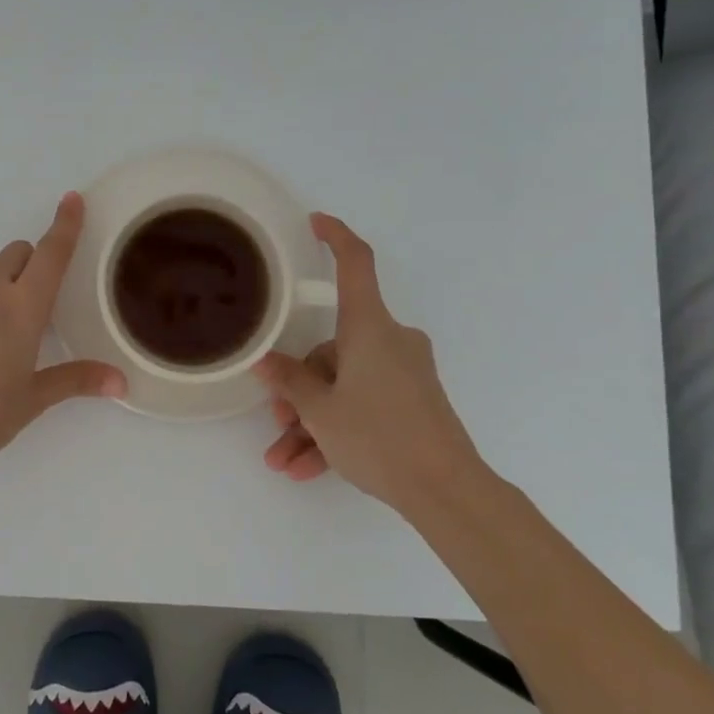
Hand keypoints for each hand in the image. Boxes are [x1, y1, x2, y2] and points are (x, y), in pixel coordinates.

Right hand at [254, 214, 483, 513]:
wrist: (447, 491)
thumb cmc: (379, 436)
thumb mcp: (321, 410)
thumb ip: (290, 381)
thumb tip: (266, 362)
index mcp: (370, 327)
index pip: (355, 263)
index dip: (335, 237)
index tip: (315, 222)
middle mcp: (390, 341)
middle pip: (333, 348)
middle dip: (301, 387)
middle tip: (277, 421)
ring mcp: (404, 372)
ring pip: (344, 384)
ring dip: (313, 420)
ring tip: (284, 460)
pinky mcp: (413, 401)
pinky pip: (364, 404)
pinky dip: (337, 431)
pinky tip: (308, 469)